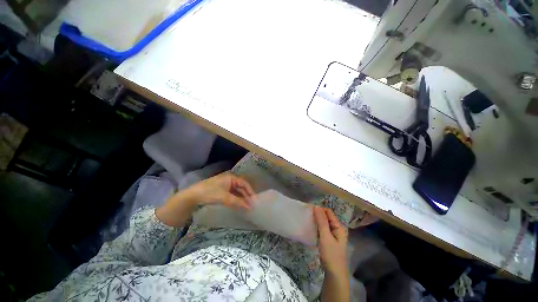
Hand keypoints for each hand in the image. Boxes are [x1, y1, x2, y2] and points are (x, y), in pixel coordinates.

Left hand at [185, 172, 255, 209]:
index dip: (250, 191)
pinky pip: (232, 193)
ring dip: (242, 197)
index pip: (244, 183)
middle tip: (251, 204)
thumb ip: (238, 202)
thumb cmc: (210, 193)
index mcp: (231, 177)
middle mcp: (230, 179)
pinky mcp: (222, 189)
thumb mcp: (225, 198)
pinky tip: (239, 204)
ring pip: (237, 191)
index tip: (254, 200)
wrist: (192, 196)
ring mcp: (226, 184)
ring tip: (247, 205)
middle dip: (246, 195)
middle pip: (241, 187)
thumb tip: (249, 207)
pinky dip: (236, 198)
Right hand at [314, 207, 347, 276]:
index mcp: (338, 226)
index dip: (319, 209)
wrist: (334, 276)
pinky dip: (316, 228)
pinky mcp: (328, 241)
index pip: (328, 212)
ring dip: (316, 221)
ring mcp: (332, 235)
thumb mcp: (325, 236)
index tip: (308, 209)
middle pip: (326, 217)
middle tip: (306, 215)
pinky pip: (322, 230)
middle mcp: (336, 229)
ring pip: (323, 224)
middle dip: (317, 215)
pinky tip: (310, 229)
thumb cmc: (331, 255)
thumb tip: (316, 206)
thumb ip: (321, 221)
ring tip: (307, 220)